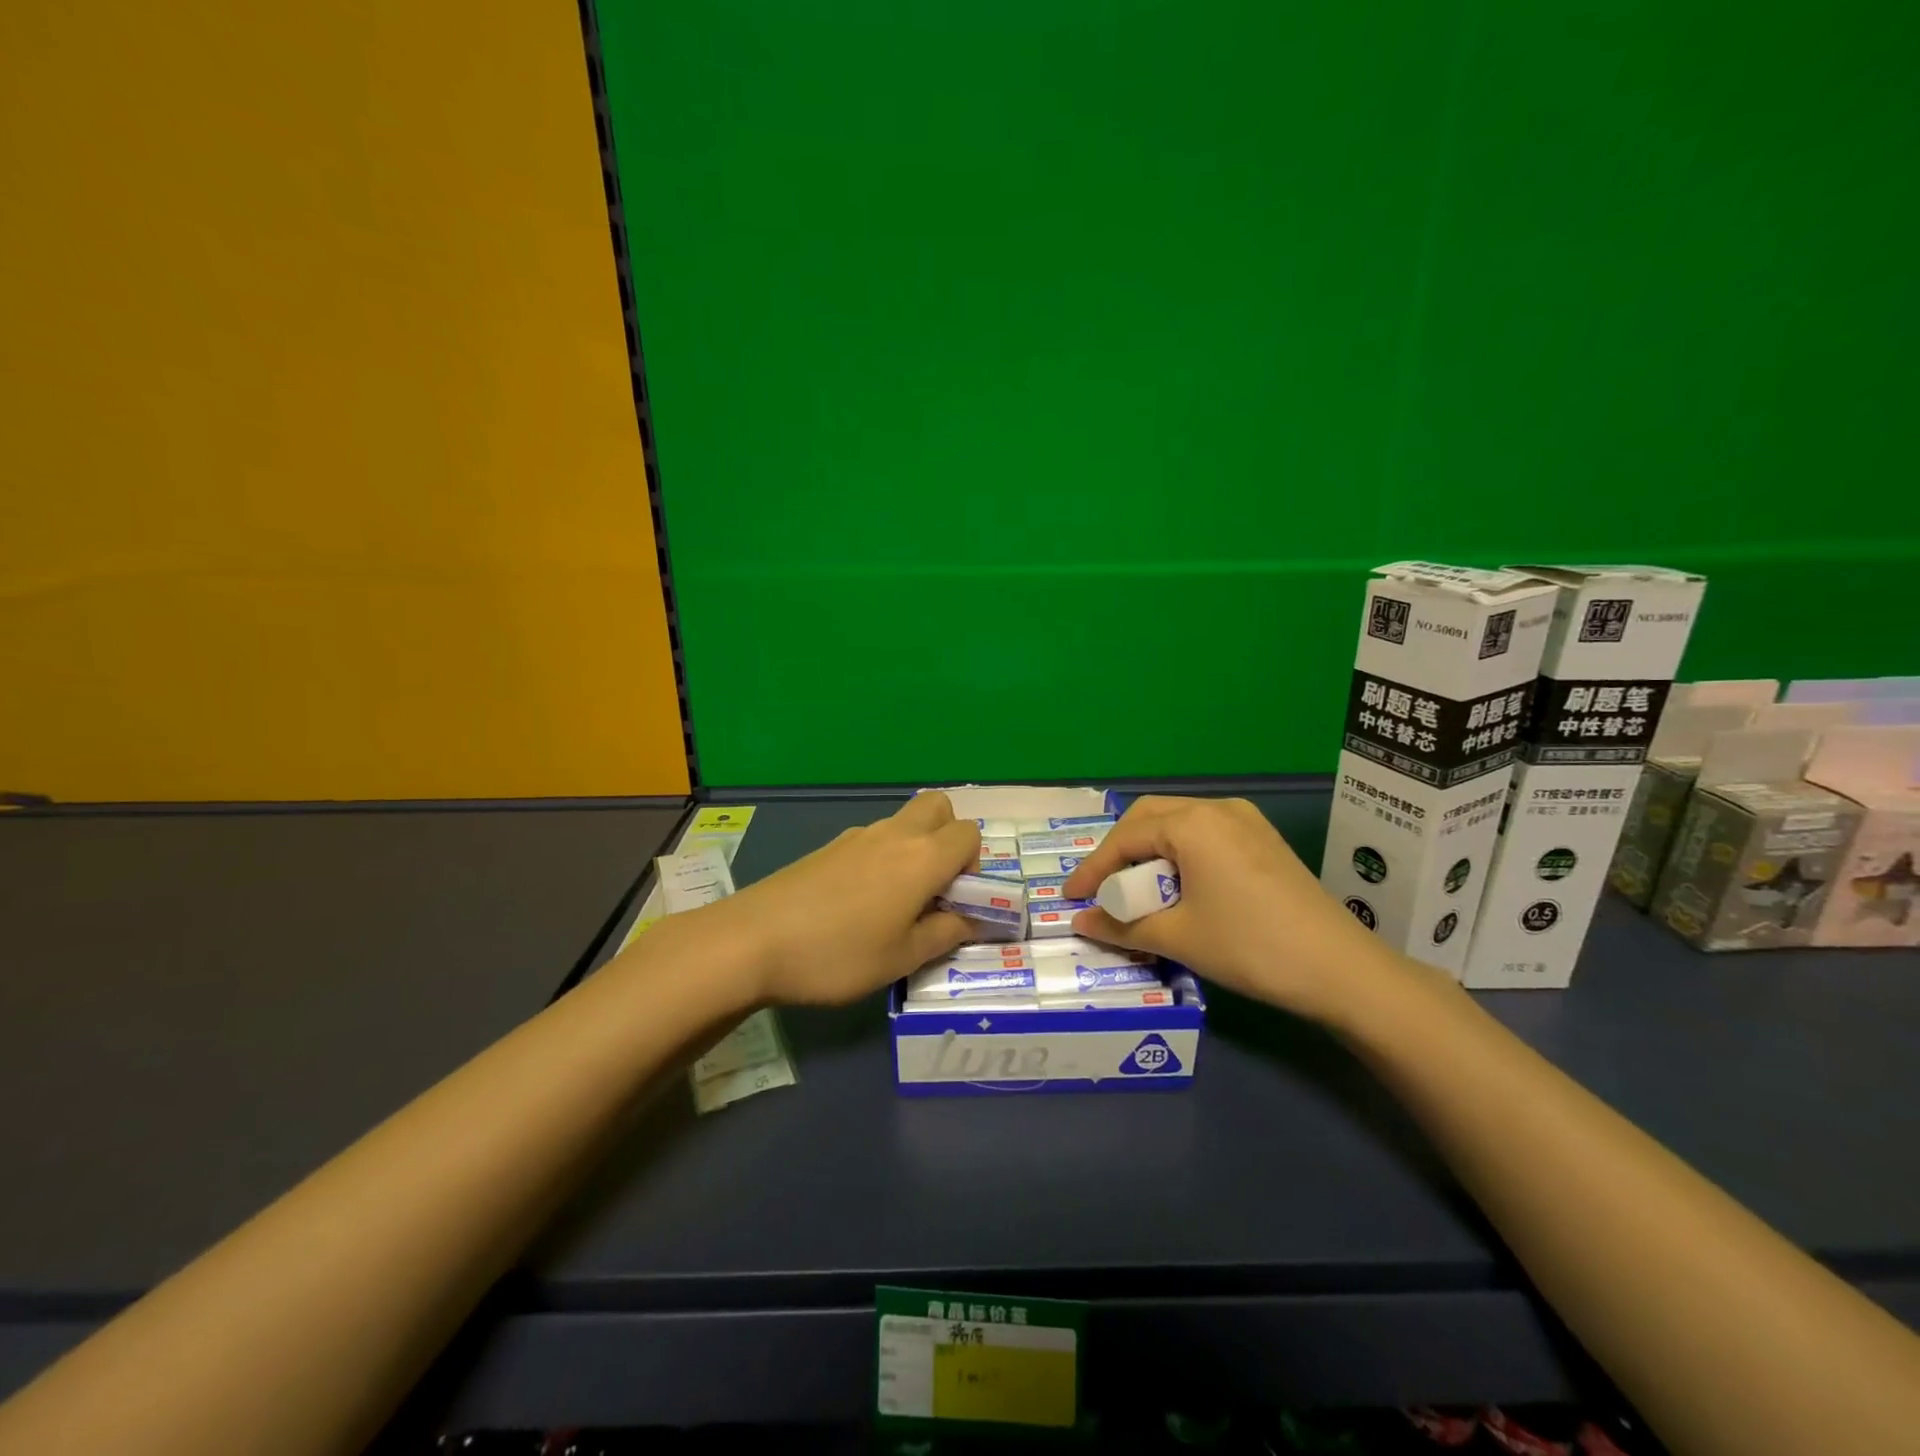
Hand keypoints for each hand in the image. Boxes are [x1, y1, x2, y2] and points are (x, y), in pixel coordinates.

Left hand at [708, 791, 980, 1005]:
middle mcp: (894, 834)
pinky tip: (857, 904)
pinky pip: (872, 839)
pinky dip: (882, 858)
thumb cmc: (838, 953)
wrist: (751, 940)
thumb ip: (946, 933)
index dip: (974, 865)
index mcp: (922, 857)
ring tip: (894, 904)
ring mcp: (857, 836)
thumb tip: (976, 920)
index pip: (969, 834)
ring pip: (903, 823)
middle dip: (948, 838)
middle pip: (938, 808)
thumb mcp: (901, 957)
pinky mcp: (829, 847)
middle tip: (933, 886)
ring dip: (914, 849)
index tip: (956, 901)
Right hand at [1062, 795, 1395, 1023]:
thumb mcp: (1178, 937)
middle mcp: (1217, 808)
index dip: (1093, 869)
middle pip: (1149, 818)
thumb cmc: (1250, 946)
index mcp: (1192, 823)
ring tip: (1135, 889)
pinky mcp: (1263, 839)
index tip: (1070, 898)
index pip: (1125, 838)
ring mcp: (1245, 821)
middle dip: (1119, 851)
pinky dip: (1178, 854)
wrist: (1340, 969)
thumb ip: (1122, 925)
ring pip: (1178, 823)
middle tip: (1102, 888)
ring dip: (1149, 851)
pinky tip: (1177, 886)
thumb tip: (1081, 922)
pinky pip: (1204, 834)